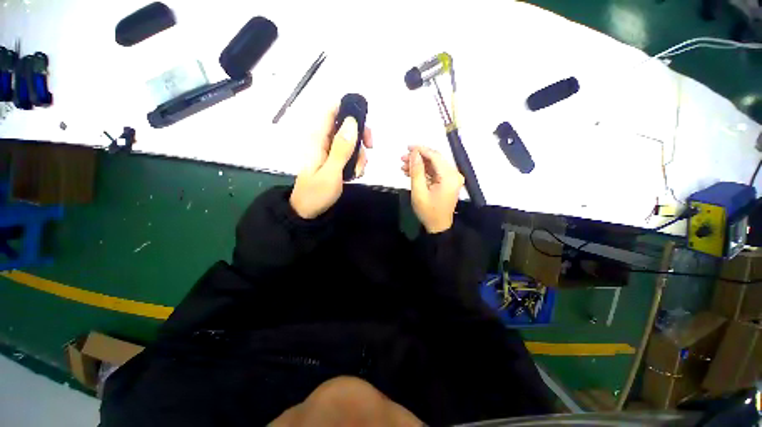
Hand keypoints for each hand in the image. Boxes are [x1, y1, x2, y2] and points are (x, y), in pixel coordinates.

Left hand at [290, 106, 372, 218]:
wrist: (308, 212)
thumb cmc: (316, 193)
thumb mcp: (331, 172)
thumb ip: (341, 148)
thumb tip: (351, 122)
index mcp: (318, 139)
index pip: (331, 111)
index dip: (349, 111)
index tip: (364, 125)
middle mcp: (324, 141)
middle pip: (346, 126)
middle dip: (361, 137)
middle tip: (370, 149)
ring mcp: (330, 152)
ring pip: (351, 142)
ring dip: (360, 155)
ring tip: (357, 172)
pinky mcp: (334, 161)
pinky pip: (350, 155)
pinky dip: (356, 163)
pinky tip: (355, 175)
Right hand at [401, 146, 463, 233]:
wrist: (438, 227)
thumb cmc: (428, 212)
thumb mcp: (419, 192)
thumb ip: (416, 171)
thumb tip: (414, 154)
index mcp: (449, 177)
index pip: (435, 156)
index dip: (421, 150)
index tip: (407, 147)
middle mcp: (453, 175)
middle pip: (435, 159)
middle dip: (418, 157)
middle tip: (402, 158)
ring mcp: (451, 179)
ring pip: (433, 165)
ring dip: (419, 165)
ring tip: (403, 166)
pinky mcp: (447, 182)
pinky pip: (435, 172)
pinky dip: (423, 172)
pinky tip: (410, 172)